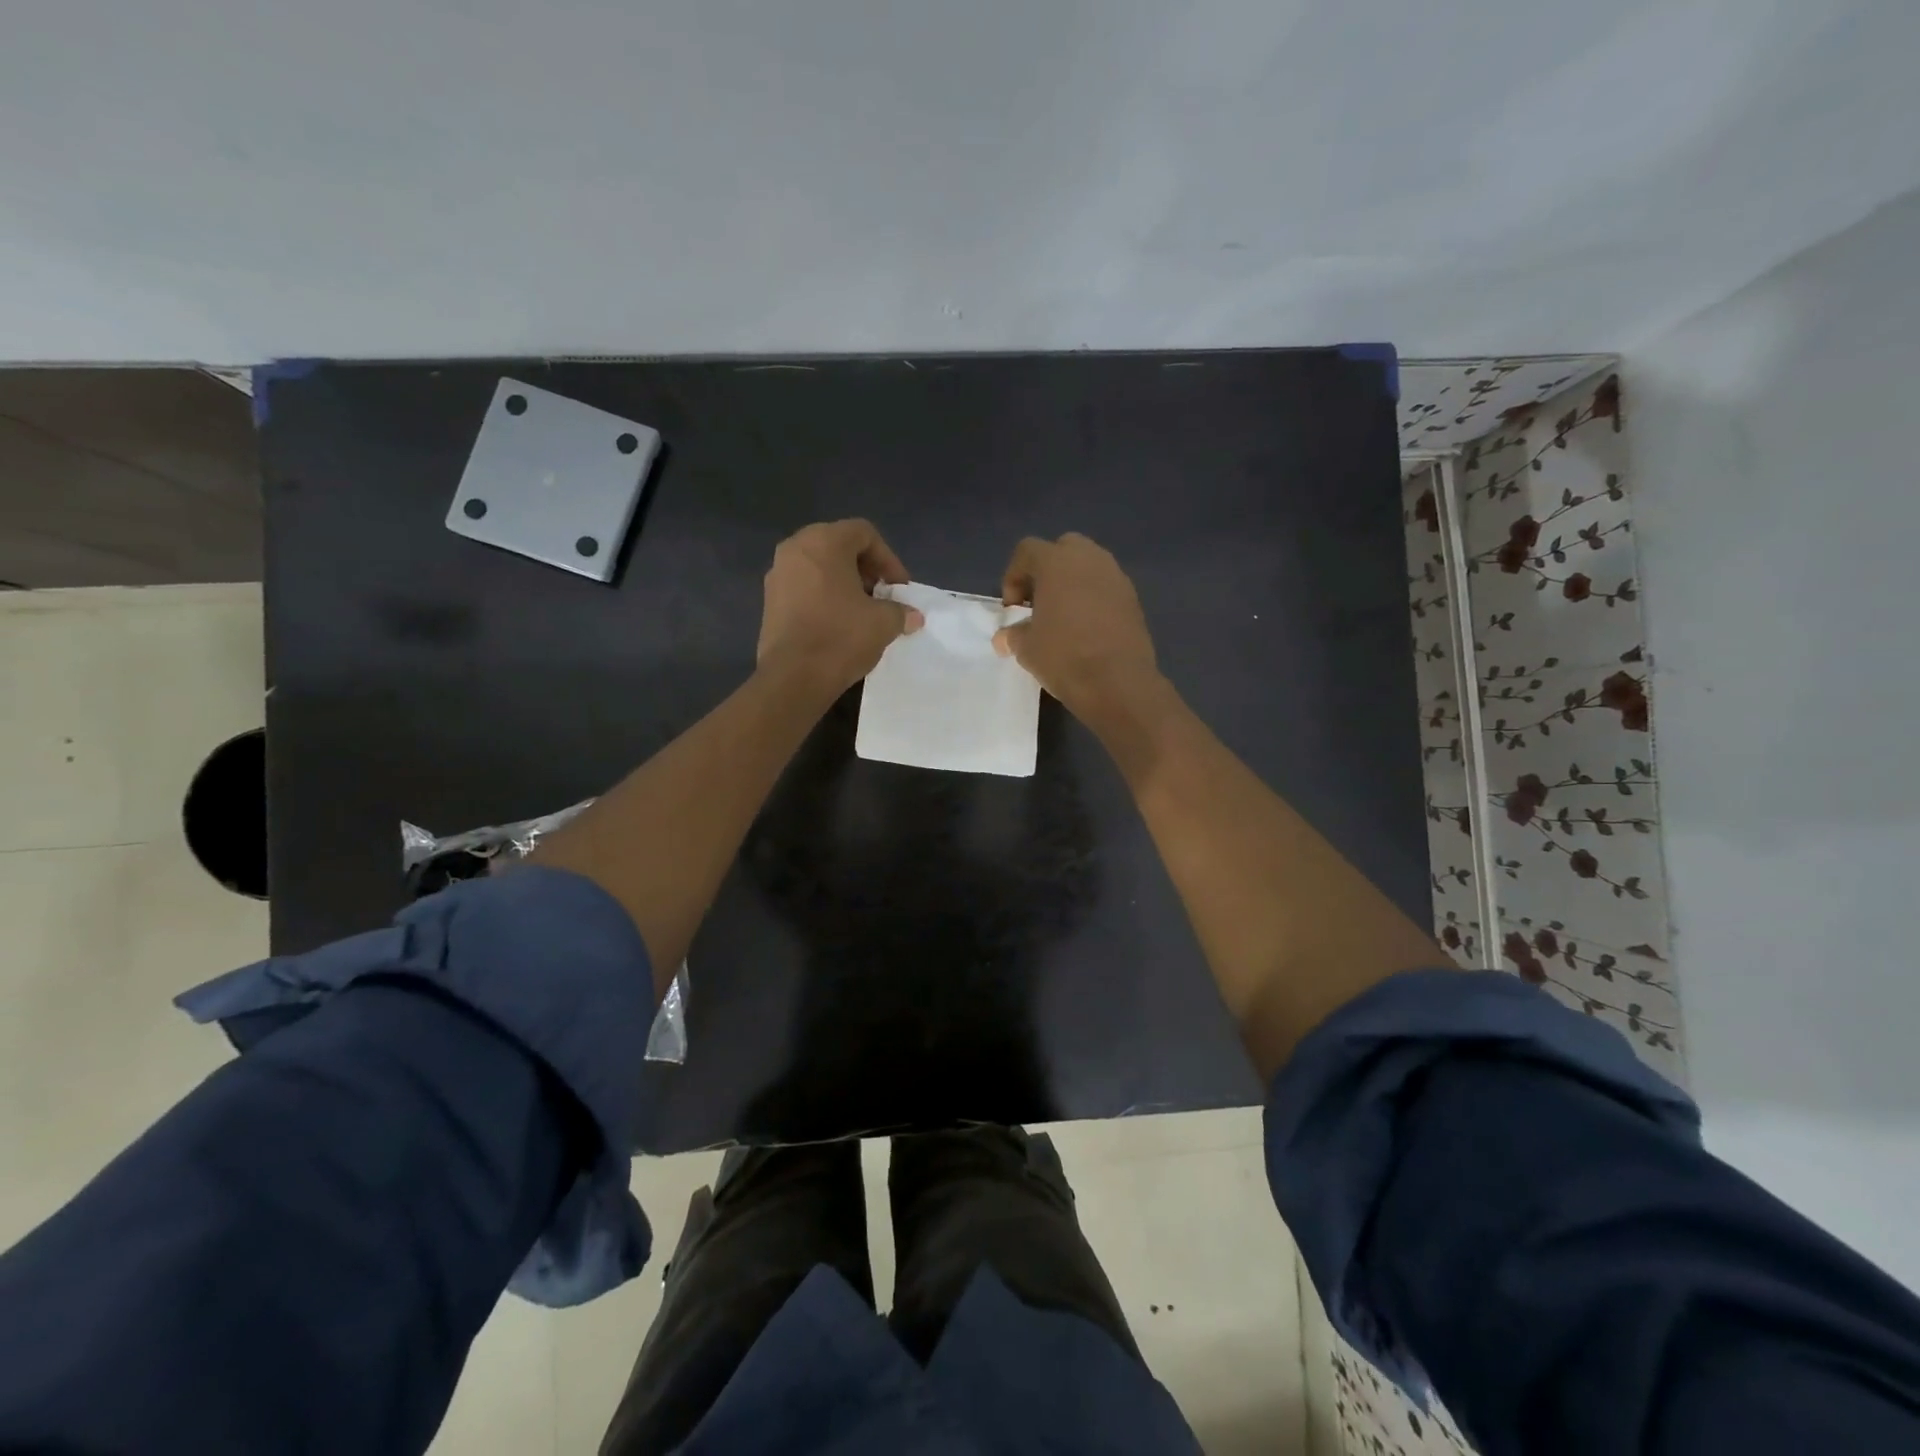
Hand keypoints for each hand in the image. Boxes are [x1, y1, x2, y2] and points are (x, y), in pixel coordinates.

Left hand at [756, 520, 922, 691]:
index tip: (898, 588)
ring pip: (819, 566)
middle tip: (881, 595)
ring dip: (843, 583)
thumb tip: (912, 616)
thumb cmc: (841, 637)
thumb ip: (900, 611)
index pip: (864, 533)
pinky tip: (836, 623)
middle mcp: (795, 548)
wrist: (793, 677)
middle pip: (838, 545)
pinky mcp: (769, 600)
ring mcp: (777, 574)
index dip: (888, 559)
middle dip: (865, 569)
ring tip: (860, 611)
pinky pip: (803, 586)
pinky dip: (823, 596)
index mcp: (824, 542)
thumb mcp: (883, 623)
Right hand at [994, 533, 1160, 717]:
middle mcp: (1089, 559)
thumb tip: (1005, 638)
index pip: (1027, 551)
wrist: (1117, 682)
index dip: (1014, 577)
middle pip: (1063, 549)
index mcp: (1056, 562)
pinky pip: (1106, 587)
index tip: (1013, 609)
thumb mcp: (1026, 648)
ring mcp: (1116, 576)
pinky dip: (1093, 599)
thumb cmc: (1063, 657)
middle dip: (1047, 571)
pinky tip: (1087, 629)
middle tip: (1039, 603)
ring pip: (1088, 566)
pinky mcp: (1133, 598)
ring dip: (1072, 584)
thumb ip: (1013, 635)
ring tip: (1064, 618)